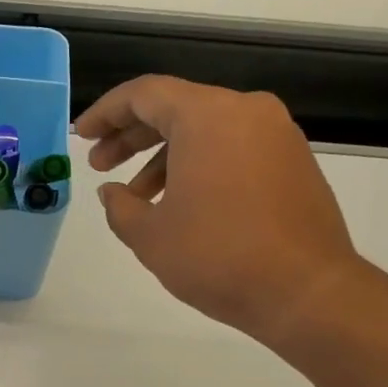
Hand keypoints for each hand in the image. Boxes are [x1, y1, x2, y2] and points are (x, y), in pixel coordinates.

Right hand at [75, 76, 363, 344]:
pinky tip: (182, 204)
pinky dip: (201, 165)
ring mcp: (277, 135)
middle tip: (100, 165)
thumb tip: (112, 193)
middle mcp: (247, 112)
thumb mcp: (150, 235)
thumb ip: (120, 207)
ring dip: (165, 157)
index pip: (144, 94)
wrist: (307, 291)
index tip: (81, 136)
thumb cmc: (218, 256)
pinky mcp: (294, 162)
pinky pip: (234, 148)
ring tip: (138, 198)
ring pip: (206, 130)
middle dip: (132, 136)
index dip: (106, 113)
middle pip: (176, 108)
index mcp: (208, 116)